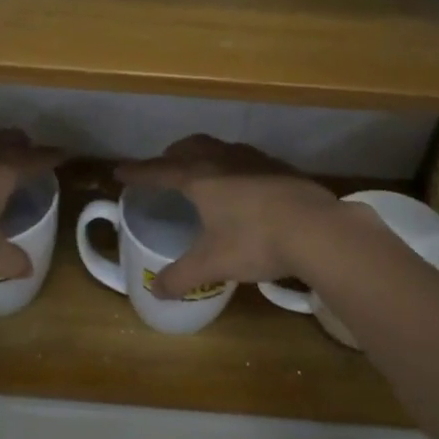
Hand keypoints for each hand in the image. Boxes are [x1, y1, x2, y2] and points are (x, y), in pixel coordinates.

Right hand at [115, 135, 346, 298]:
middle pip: (190, 147)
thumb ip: (181, 277)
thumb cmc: (256, 241)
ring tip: (202, 172)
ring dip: (204, 155)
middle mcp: (224, 160)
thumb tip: (156, 291)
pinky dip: (232, 166)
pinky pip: (246, 159)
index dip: (138, 172)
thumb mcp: (213, 264)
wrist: (319, 230)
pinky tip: (243, 186)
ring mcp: (256, 160)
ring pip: (220, 148)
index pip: (159, 170)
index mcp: (200, 177)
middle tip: (163, 167)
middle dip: (171, 155)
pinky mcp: (281, 168)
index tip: (119, 172)